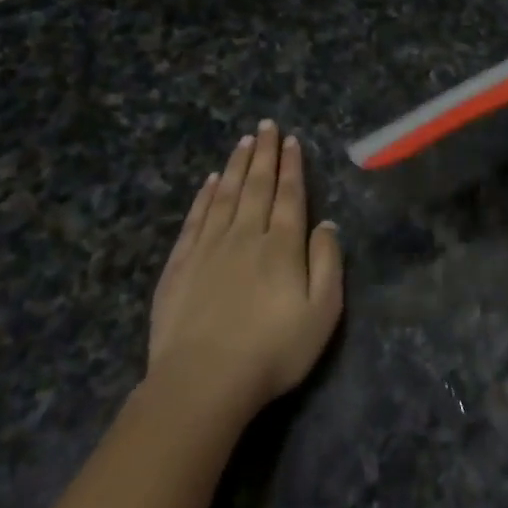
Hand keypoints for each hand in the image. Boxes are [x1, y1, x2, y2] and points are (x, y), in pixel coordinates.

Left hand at [148, 122, 343, 410]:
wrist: (202, 382)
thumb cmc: (272, 351)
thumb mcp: (322, 313)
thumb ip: (327, 264)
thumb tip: (327, 224)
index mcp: (282, 246)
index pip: (290, 195)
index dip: (292, 166)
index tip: (291, 140)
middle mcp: (246, 235)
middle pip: (257, 186)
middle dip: (263, 153)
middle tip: (265, 125)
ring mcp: (209, 248)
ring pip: (225, 195)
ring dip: (235, 166)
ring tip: (242, 141)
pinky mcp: (180, 265)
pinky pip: (195, 219)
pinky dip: (203, 196)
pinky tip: (208, 182)